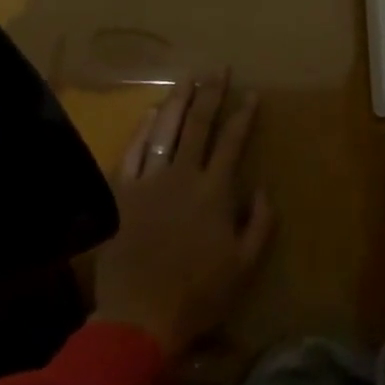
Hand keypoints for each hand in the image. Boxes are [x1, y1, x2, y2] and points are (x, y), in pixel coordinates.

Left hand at [93, 73, 275, 358]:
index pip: (232, 141)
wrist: (139, 315)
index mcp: (214, 191)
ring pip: (165, 130)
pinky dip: (142, 129)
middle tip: (218, 70)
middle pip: (198, 125)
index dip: (243, 115)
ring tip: (187, 79)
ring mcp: (149, 180)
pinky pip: (133, 151)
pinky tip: (149, 113)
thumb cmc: (198, 293)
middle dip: (211, 94)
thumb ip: (260, 223)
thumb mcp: (244, 264)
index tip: (251, 93)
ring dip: (178, 101)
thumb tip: (262, 188)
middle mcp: (183, 175)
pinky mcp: (121, 191)